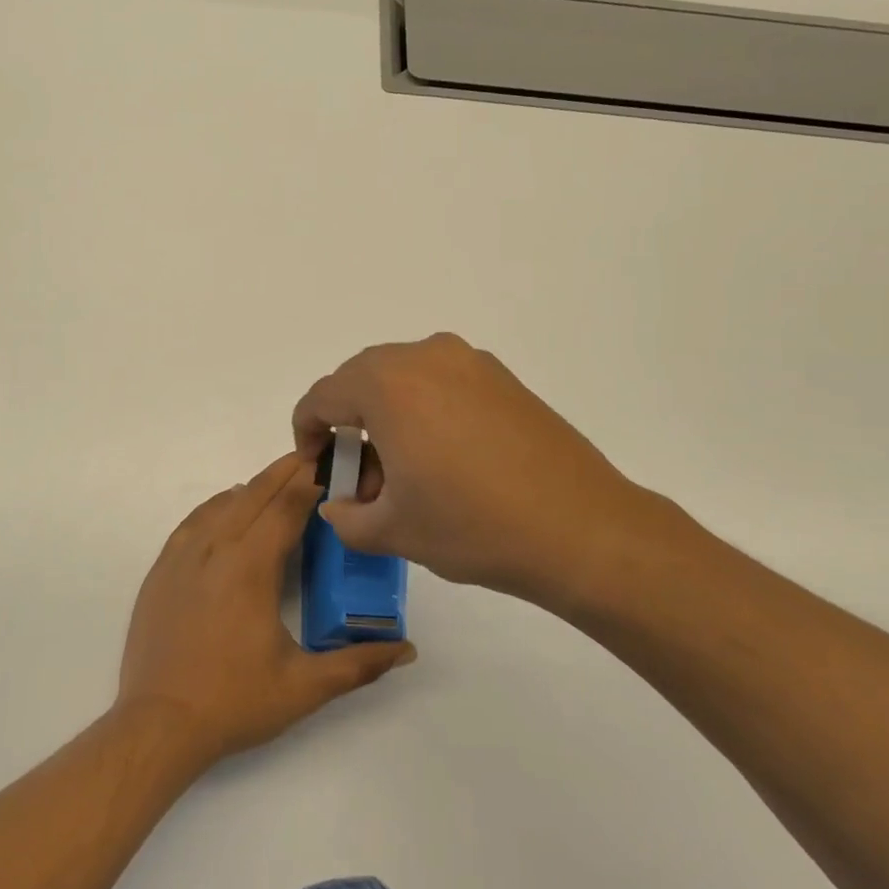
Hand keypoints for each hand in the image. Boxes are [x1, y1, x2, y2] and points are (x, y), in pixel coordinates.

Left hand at [116, 454, 415, 766]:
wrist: (158, 724)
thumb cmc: (234, 702)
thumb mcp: (304, 687)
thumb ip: (359, 663)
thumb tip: (407, 648)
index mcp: (250, 566)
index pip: (287, 506)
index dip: (312, 481)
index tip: (334, 464)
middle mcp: (214, 548)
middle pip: (255, 493)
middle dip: (287, 473)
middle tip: (315, 458)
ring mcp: (181, 556)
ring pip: (223, 503)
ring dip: (254, 488)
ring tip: (280, 484)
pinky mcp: (162, 569)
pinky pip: (194, 520)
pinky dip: (219, 506)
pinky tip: (230, 511)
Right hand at [291, 333, 686, 611]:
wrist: (581, 529)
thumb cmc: (473, 526)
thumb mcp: (392, 531)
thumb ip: (345, 517)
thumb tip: (339, 504)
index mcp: (387, 385)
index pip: (322, 396)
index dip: (306, 432)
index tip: (318, 467)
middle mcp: (424, 357)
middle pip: (360, 379)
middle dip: (348, 422)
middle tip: (361, 475)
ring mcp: (469, 362)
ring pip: (402, 378)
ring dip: (386, 413)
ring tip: (404, 468)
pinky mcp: (502, 377)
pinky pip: (441, 381)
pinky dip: (424, 409)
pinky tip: (445, 457)